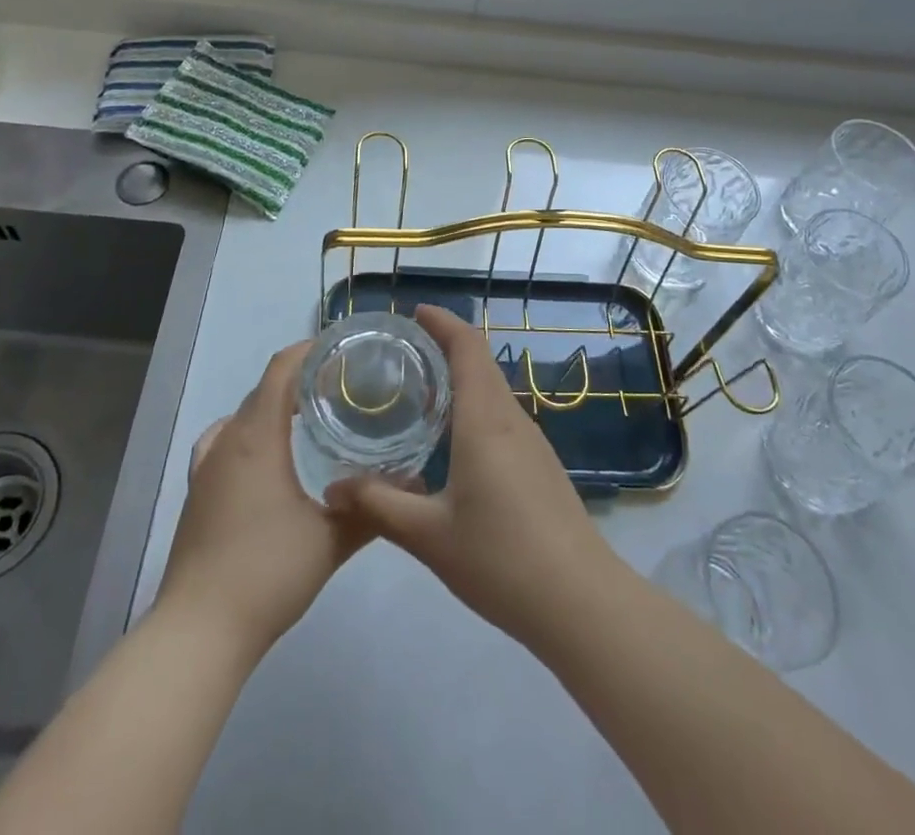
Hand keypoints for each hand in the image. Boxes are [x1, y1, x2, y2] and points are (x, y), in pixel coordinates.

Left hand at [155, 342, 370, 659]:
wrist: (199, 631)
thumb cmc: (267, 573)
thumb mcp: (331, 540)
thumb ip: (373, 510)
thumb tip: (413, 486)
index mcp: (258, 436)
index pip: (281, 369)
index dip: (309, 350)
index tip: (342, 350)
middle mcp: (228, 440)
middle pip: (263, 389)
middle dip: (299, 379)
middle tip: (341, 388)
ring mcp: (206, 466)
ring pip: (242, 415)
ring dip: (273, 407)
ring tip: (308, 419)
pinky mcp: (197, 493)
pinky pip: (223, 442)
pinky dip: (248, 434)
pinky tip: (266, 459)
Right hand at [327, 305, 622, 651]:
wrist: (580, 602)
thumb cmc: (501, 559)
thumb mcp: (429, 536)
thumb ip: (379, 506)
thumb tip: (334, 488)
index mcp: (484, 420)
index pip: (467, 347)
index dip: (443, 322)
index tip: (414, 313)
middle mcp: (511, 419)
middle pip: (480, 362)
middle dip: (446, 345)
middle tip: (402, 352)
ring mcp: (532, 442)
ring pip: (493, 390)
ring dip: (461, 377)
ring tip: (420, 390)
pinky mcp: (540, 465)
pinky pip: (502, 416)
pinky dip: (475, 406)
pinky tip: (452, 440)